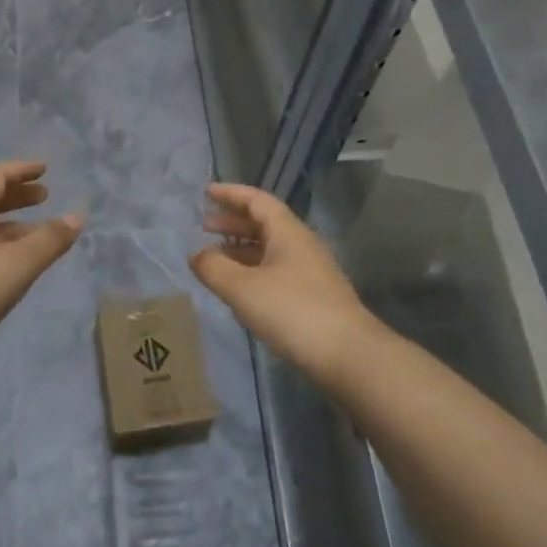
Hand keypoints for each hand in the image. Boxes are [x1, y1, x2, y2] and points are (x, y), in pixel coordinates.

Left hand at [0, 161, 82, 370]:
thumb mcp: (19, 263)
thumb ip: (49, 240)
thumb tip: (76, 217)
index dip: (20, 170)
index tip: (44, 169)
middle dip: (18, 196)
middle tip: (45, 197)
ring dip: (14, 224)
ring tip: (41, 234)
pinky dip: (5, 247)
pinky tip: (18, 266)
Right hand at [189, 183, 378, 387]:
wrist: (349, 355)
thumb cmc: (292, 311)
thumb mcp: (243, 288)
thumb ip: (214, 268)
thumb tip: (196, 255)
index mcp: (287, 232)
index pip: (257, 200)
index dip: (231, 194)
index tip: (207, 192)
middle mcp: (301, 244)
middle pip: (264, 222)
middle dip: (233, 221)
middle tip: (205, 225)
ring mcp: (310, 271)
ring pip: (270, 248)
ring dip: (242, 247)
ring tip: (215, 257)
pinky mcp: (313, 296)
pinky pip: (276, 270)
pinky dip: (253, 269)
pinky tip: (240, 287)